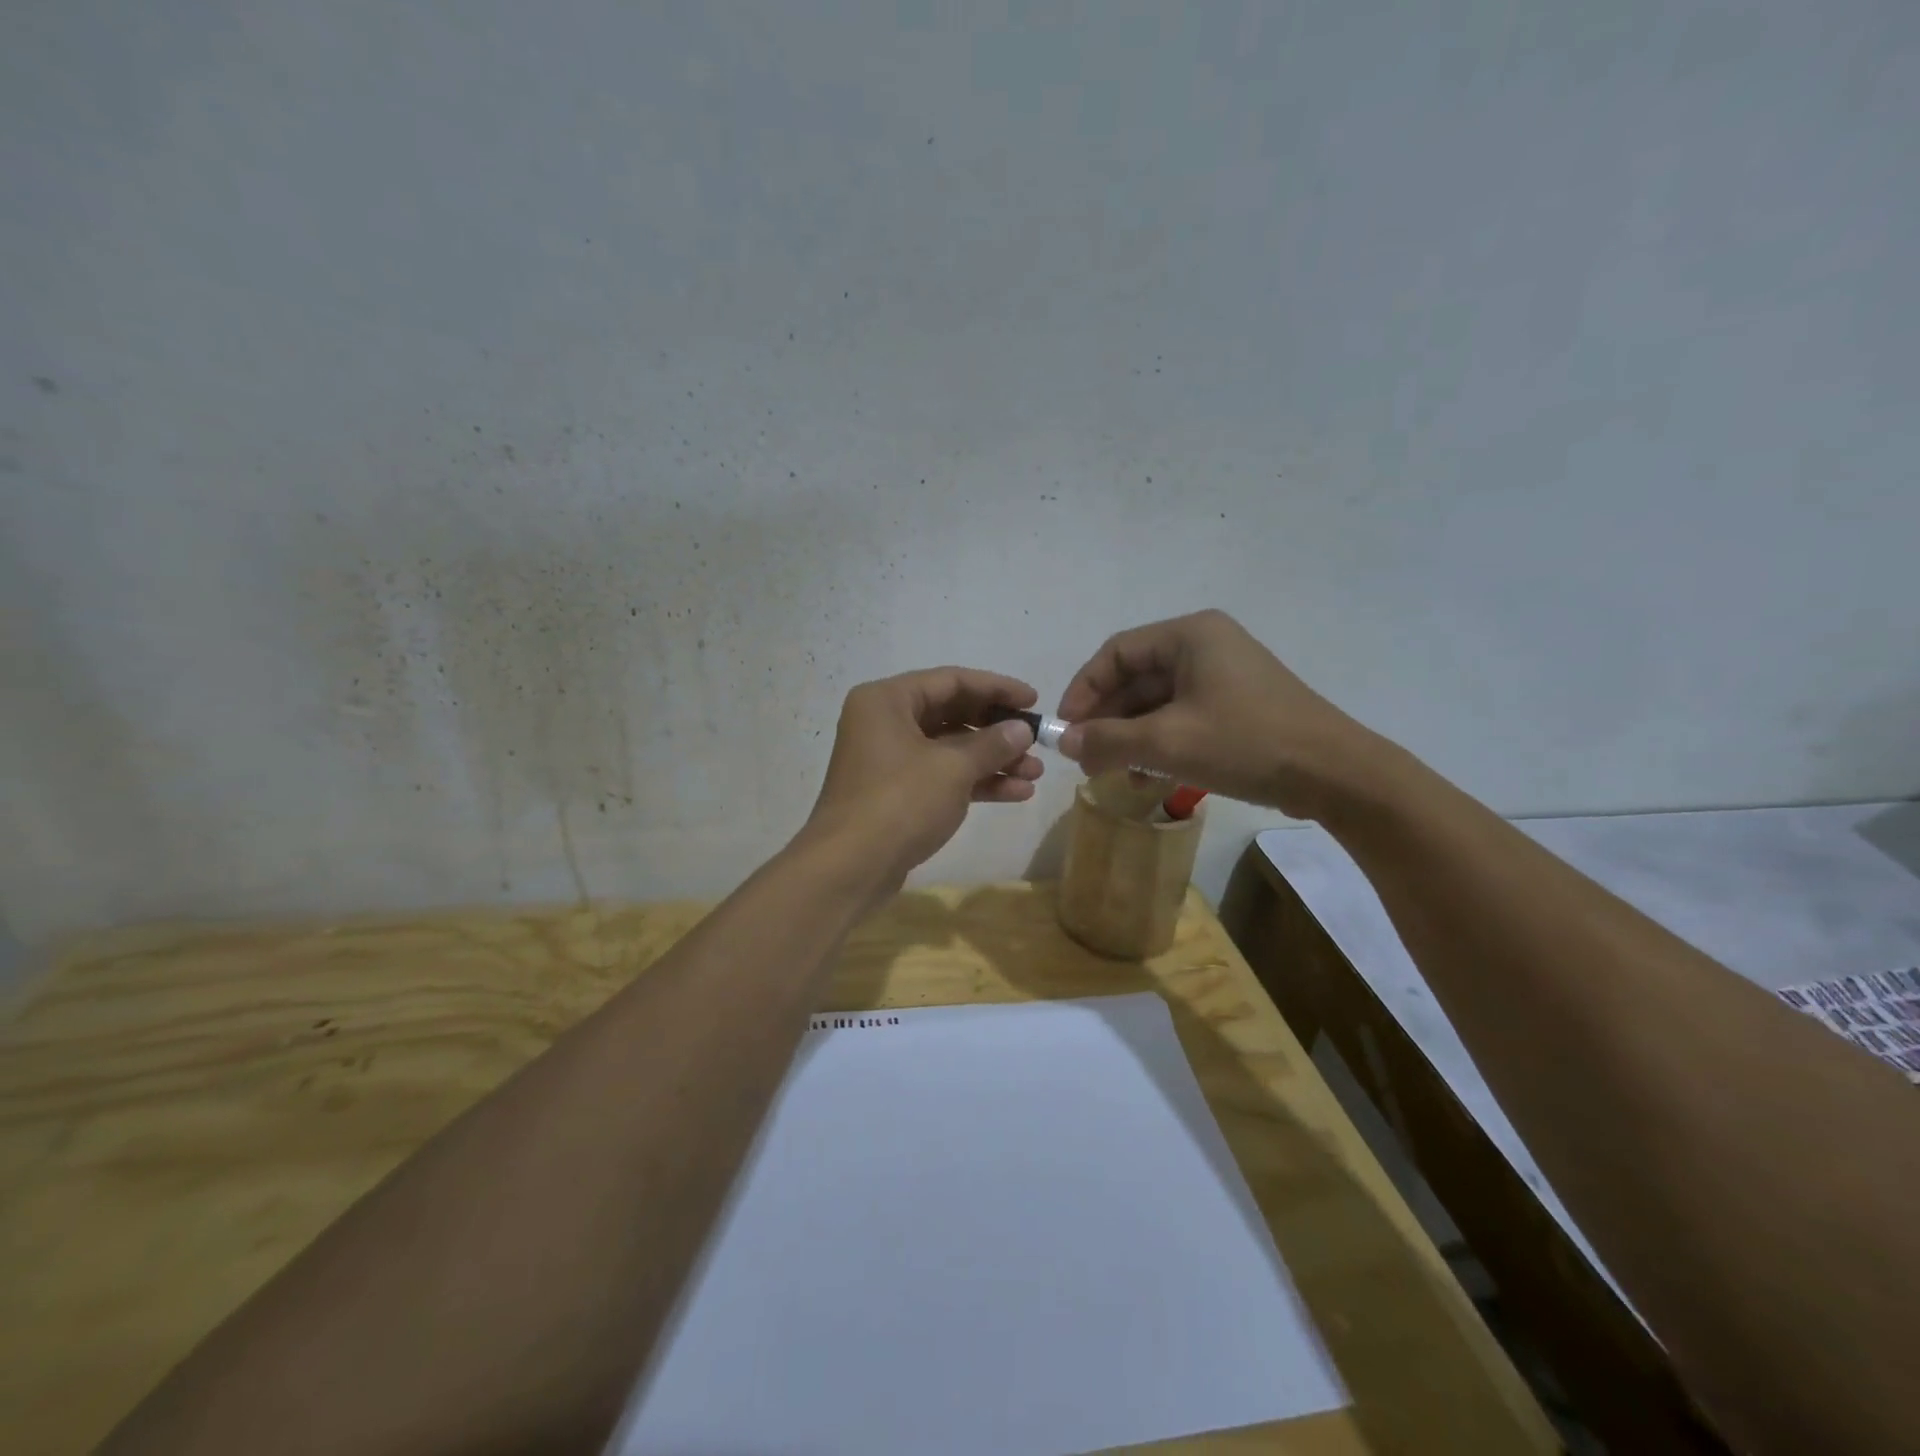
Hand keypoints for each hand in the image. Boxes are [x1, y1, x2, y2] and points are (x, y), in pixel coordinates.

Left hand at [802, 667, 1044, 890]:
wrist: (850, 868)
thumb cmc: (900, 802)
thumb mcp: (953, 768)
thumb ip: (992, 743)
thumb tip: (1023, 729)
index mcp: (887, 700)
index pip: (951, 680)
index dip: (997, 688)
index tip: (1034, 700)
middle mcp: (884, 722)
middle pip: (952, 714)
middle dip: (998, 731)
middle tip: (1037, 741)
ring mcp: (889, 760)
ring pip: (950, 749)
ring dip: (993, 760)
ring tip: (1035, 774)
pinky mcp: (897, 794)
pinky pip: (942, 777)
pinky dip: (976, 782)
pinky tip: (1017, 794)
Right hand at [1055, 610, 1375, 819]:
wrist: (1335, 774)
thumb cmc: (1245, 743)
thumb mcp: (1167, 743)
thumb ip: (1108, 739)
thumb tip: (1064, 742)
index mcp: (1190, 635)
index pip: (1116, 653)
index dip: (1084, 690)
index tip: (1066, 729)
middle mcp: (1206, 646)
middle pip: (1136, 678)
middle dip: (1107, 720)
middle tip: (1085, 758)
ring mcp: (1224, 676)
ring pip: (1157, 702)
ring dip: (1130, 737)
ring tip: (1113, 774)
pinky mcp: (1237, 706)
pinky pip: (1182, 717)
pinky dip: (1159, 744)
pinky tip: (1147, 777)